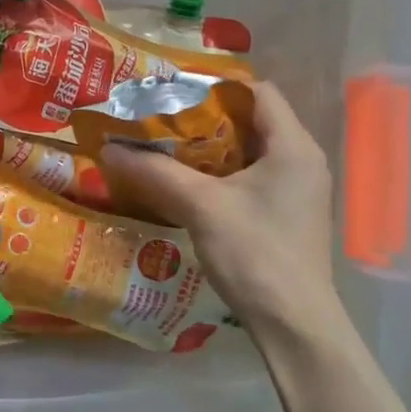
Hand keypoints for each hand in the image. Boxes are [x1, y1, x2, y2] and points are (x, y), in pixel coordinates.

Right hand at [100, 81, 345, 347]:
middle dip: (203, 118)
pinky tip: (184, 184)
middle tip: (159, 120)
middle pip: (251, 121)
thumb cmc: (255, 254)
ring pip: (248, 152)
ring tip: (163, 148)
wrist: (294, 325)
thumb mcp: (201, 206)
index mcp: (293, 146)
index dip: (215, 86)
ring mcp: (296, 190)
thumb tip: (109, 148)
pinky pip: (250, 177)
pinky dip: (218, 174)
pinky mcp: (286, 215)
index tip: (172, 92)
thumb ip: (156, 172)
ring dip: (208, 148)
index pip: (258, 92)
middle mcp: (301, 161)